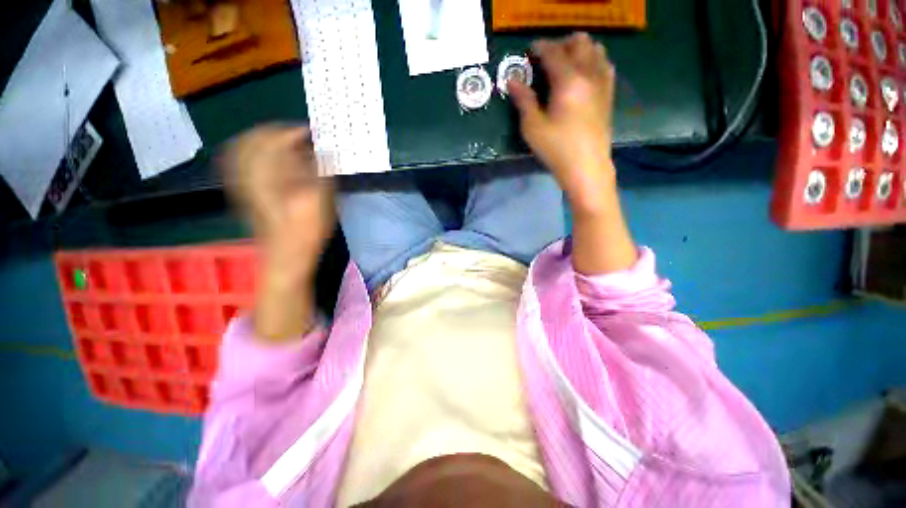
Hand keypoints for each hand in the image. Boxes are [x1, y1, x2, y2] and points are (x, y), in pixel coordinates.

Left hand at [221, 124, 334, 340]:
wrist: (285, 257)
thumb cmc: (307, 231)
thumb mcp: (321, 201)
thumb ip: (319, 172)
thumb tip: (318, 149)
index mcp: (271, 177)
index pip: (276, 141)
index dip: (293, 132)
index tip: (309, 132)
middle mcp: (251, 176)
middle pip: (253, 141)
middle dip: (275, 132)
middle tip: (296, 135)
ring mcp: (243, 185)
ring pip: (242, 150)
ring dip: (262, 140)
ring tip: (282, 142)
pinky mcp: (243, 193)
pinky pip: (239, 164)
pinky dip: (251, 154)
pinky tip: (266, 159)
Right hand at [509, 33, 616, 215]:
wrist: (586, 168)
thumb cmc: (556, 149)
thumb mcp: (533, 128)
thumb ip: (523, 100)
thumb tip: (512, 80)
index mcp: (568, 81)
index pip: (554, 52)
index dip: (540, 47)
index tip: (529, 50)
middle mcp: (589, 75)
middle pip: (579, 43)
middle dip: (561, 44)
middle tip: (546, 57)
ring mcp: (603, 83)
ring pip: (596, 50)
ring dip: (579, 50)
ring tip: (565, 63)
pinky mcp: (608, 95)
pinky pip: (605, 65)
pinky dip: (593, 61)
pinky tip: (583, 74)